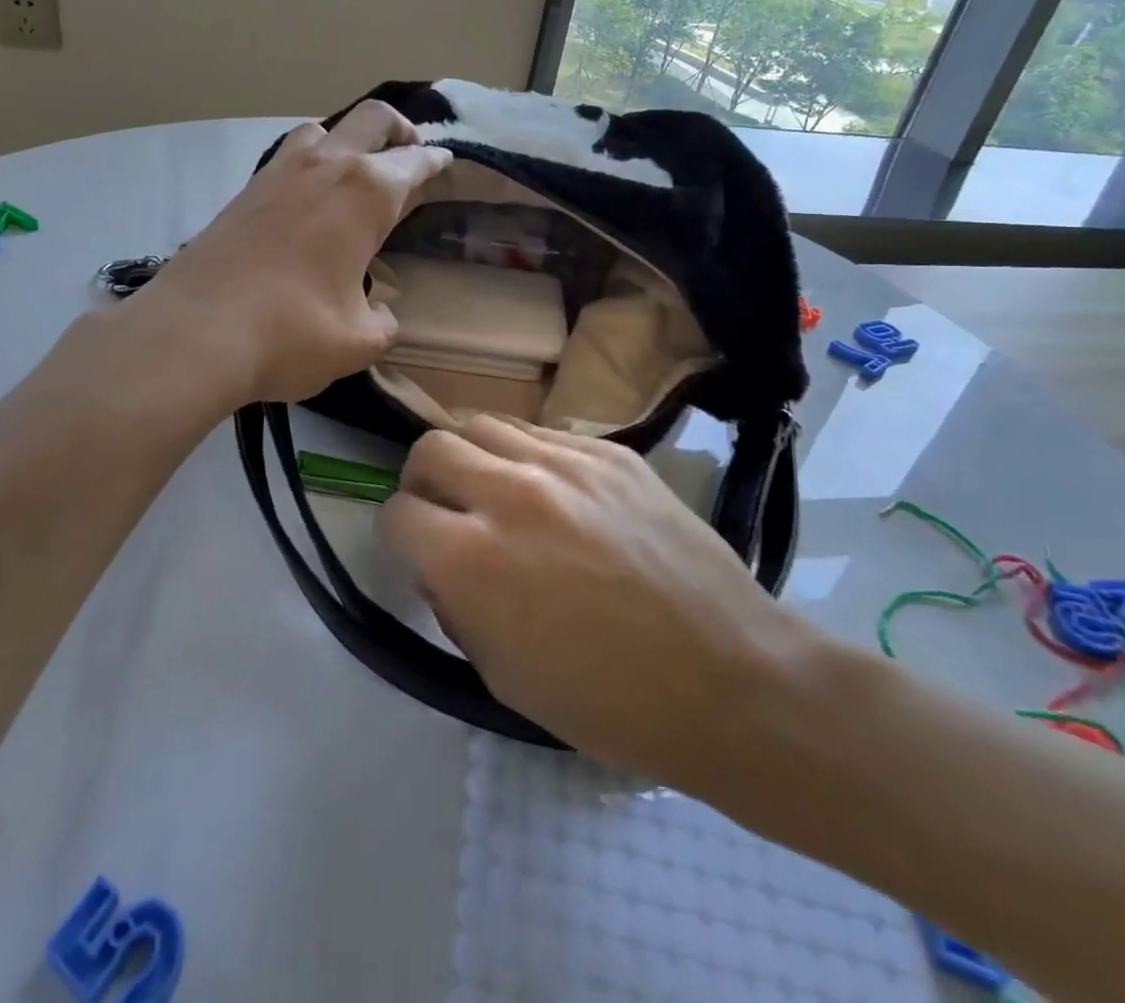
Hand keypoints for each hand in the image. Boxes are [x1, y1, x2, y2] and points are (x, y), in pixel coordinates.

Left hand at [147, 102, 450, 405]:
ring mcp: (278, 174)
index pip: (414, 163)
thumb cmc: (292, 333)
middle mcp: (326, 168)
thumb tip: (379, 314)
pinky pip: (287, 157)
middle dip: (399, 129)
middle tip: (410, 151)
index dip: (435, 163)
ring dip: (347, 139)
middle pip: (372, 119)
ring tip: (356, 170)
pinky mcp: (243, 192)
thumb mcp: (358, 341)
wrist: (194, 333)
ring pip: (322, 129)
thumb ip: (381, 322)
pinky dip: (310, 162)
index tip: (445, 163)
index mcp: (367, 193)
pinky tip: (307, 198)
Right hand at [378, 416, 809, 786]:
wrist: (727, 677)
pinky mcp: (611, 452)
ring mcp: (565, 463)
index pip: (397, 513)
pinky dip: (528, 456)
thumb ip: (454, 603)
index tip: (416, 548)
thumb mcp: (501, 674)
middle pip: (431, 446)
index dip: (399, 534)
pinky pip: (544, 433)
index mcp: (470, 558)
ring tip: (495, 489)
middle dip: (424, 479)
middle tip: (446, 508)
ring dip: (473, 456)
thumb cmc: (608, 701)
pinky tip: (553, 491)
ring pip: (484, 423)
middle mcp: (508, 492)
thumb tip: (439, 560)